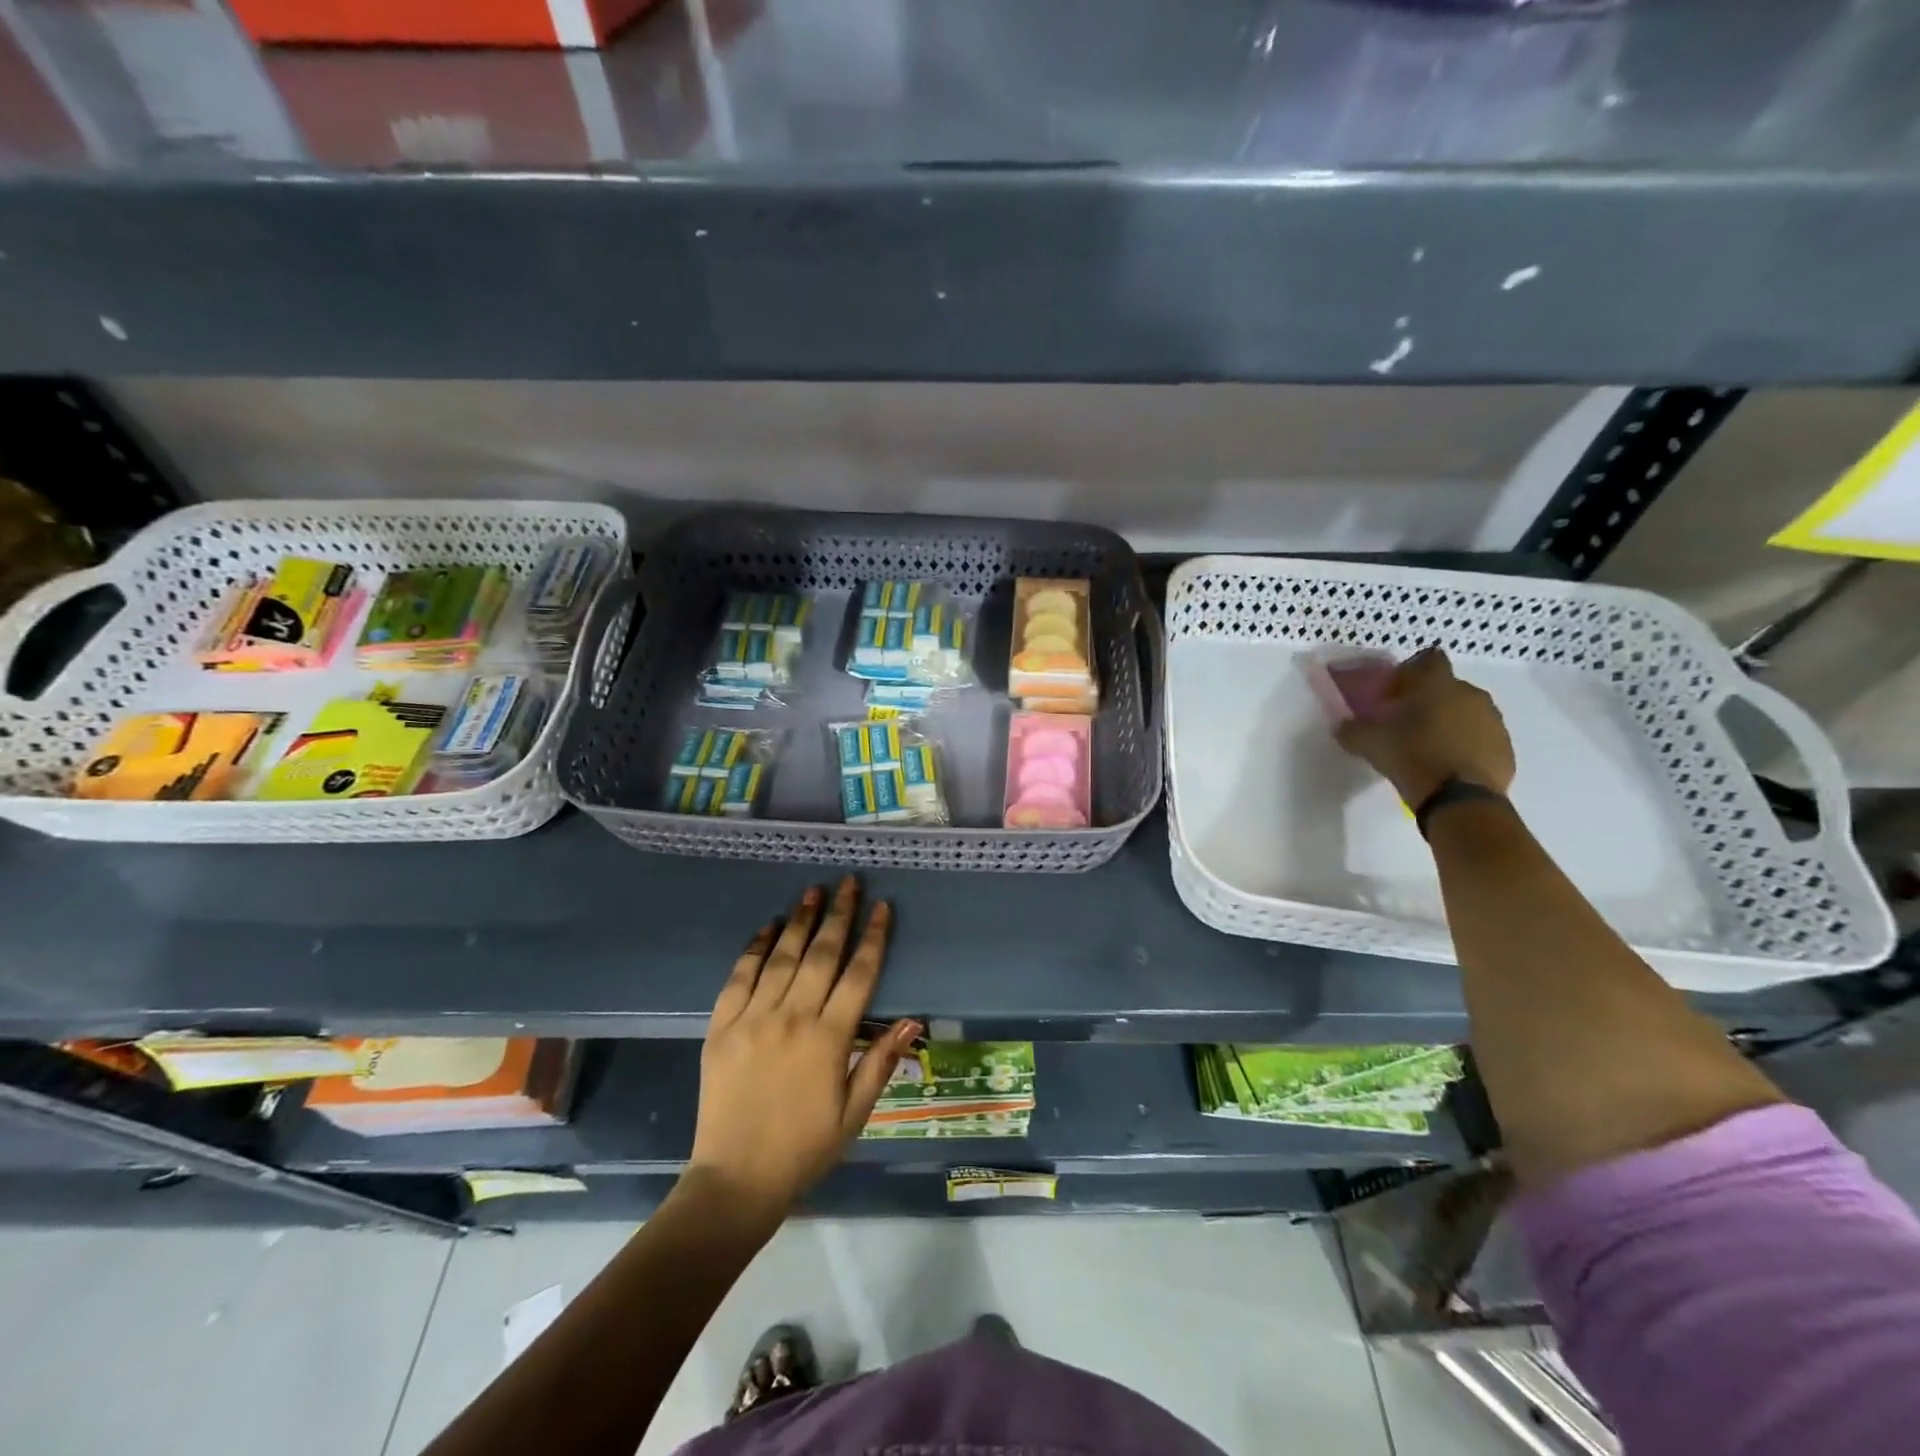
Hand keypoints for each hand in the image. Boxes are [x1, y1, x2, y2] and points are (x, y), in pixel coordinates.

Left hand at [689, 876, 916, 1223]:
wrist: (736, 1179)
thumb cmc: (805, 1148)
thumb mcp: (855, 1113)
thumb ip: (881, 1061)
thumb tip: (912, 1020)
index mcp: (829, 1038)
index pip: (859, 974)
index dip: (873, 937)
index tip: (881, 907)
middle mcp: (792, 1017)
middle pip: (822, 954)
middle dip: (839, 914)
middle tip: (848, 882)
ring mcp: (753, 1018)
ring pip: (782, 956)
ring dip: (801, 921)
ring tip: (813, 892)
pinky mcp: (721, 1027)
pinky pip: (739, 977)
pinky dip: (755, 948)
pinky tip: (768, 927)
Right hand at [1334, 646, 1514, 807]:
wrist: (1459, 799)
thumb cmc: (1412, 757)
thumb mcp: (1370, 743)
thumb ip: (1352, 729)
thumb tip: (1341, 725)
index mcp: (1438, 685)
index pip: (1429, 658)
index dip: (1412, 671)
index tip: (1397, 691)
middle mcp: (1471, 695)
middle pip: (1448, 687)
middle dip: (1429, 700)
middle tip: (1406, 722)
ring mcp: (1494, 721)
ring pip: (1467, 712)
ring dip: (1449, 722)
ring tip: (1428, 746)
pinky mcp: (1505, 748)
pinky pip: (1481, 737)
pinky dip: (1466, 744)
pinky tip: (1447, 764)